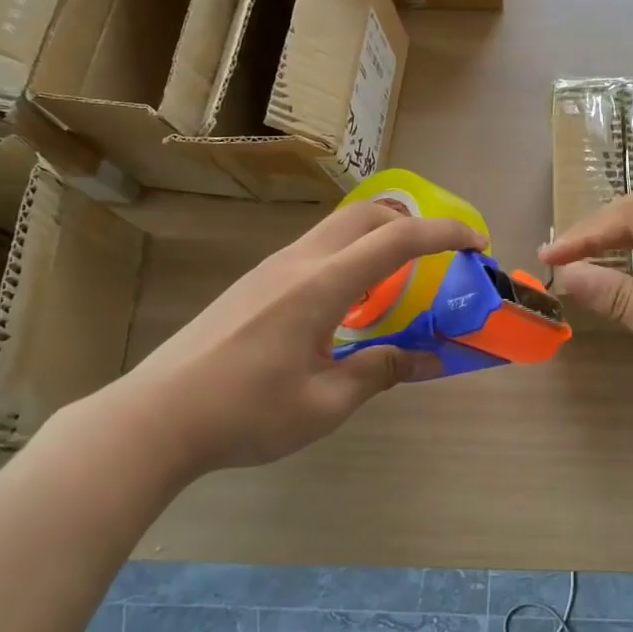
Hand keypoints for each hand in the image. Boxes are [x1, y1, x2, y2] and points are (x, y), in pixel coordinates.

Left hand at [90, 202, 485, 475]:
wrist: (154, 417)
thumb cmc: (244, 413)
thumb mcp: (325, 402)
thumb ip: (381, 371)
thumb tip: (431, 360)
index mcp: (321, 286)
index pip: (397, 240)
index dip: (445, 235)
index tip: (478, 243)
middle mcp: (298, 262)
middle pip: (368, 214)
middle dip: (414, 223)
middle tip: (442, 257)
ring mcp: (272, 268)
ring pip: (339, 228)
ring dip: (380, 237)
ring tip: (402, 279)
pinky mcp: (256, 281)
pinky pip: (318, 249)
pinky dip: (353, 255)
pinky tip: (352, 301)